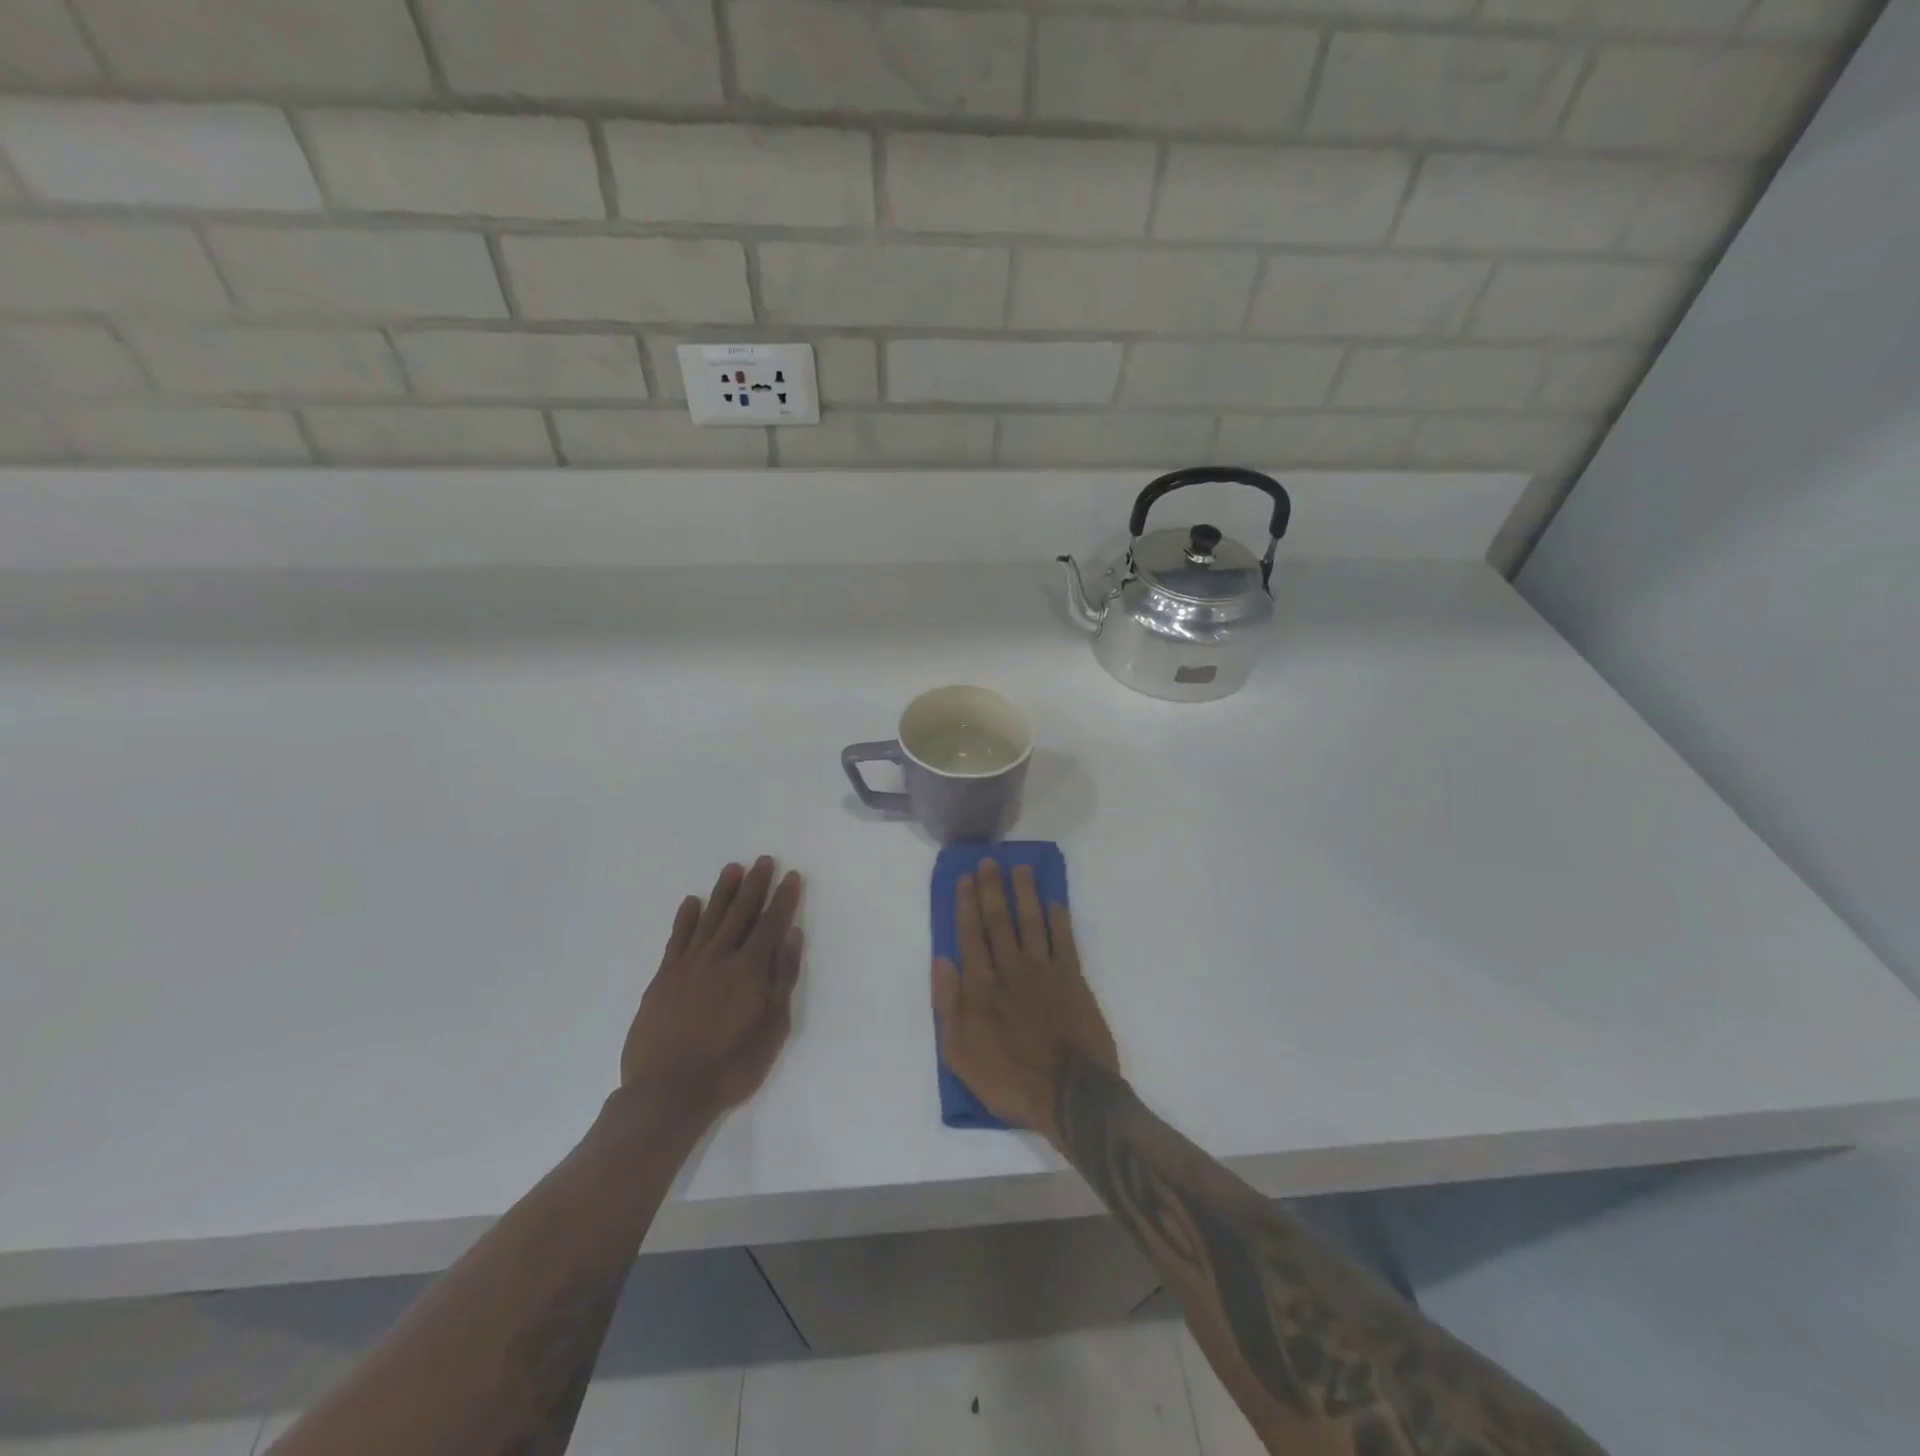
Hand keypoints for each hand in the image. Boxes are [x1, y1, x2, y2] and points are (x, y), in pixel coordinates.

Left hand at [622, 857, 803, 1124]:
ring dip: (722, 892)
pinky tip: (691, 902)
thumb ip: (782, 979)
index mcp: (749, 970)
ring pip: (709, 919)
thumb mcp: (772, 1029)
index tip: (791, 876)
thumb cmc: (730, 1067)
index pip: (770, 924)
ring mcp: (687, 966)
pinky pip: (677, 939)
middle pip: (740, 913)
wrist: (667, 1094)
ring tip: (732, 869)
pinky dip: (686, 918)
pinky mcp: (663, 979)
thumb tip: (791, 935)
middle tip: (763, 860)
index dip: (783, 899)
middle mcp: (719, 958)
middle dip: (755, 885)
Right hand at [932, 859, 1118, 1142]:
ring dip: (1024, 892)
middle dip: (992, 888)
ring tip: (1020, 868)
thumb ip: (948, 1005)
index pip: (970, 934)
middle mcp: (1011, 968)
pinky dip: (1059, 918)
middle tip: (988, 861)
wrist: (1071, 1095)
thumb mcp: (960, 1055)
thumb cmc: (1009, 1080)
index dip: (966, 904)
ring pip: (1031, 921)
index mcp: (981, 986)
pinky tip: (1053, 900)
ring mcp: (1045, 970)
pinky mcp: (1073, 978)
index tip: (964, 877)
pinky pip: (1064, 939)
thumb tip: (942, 959)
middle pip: (998, 920)